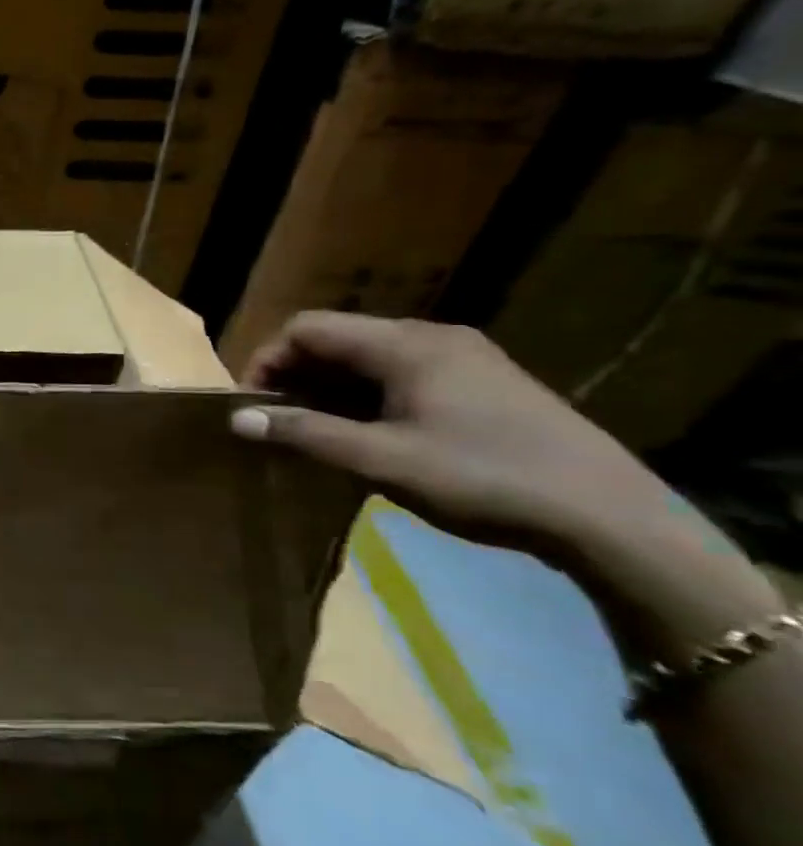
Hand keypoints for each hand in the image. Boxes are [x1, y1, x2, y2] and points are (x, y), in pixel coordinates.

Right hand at [230, 312, 666, 559]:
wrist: (609, 517)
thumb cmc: (483, 478)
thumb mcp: (382, 460)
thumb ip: (306, 434)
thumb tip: (238, 418)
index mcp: (405, 344)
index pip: (307, 328)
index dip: (267, 360)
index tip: (252, 406)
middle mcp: (431, 336)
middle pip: (338, 339)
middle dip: (296, 376)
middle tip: (279, 424)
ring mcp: (463, 358)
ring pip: (369, 358)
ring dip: (330, 389)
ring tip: (317, 434)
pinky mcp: (483, 383)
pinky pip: (402, 374)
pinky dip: (367, 397)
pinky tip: (370, 435)